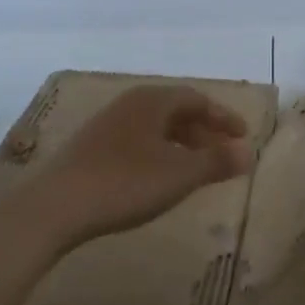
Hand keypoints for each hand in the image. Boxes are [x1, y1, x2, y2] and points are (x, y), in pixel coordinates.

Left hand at [19, 85, 252, 247]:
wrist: (57, 206)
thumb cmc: (126, 183)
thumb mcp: (179, 174)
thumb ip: (216, 162)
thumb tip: (247, 153)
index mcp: (152, 100)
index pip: (196, 99)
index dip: (223, 117)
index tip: (243, 137)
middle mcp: (128, 104)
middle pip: (174, 111)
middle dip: (203, 132)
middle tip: (224, 155)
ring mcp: (105, 126)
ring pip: (154, 128)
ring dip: (181, 145)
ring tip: (196, 170)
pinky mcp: (90, 149)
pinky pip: (136, 142)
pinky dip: (158, 154)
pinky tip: (159, 179)